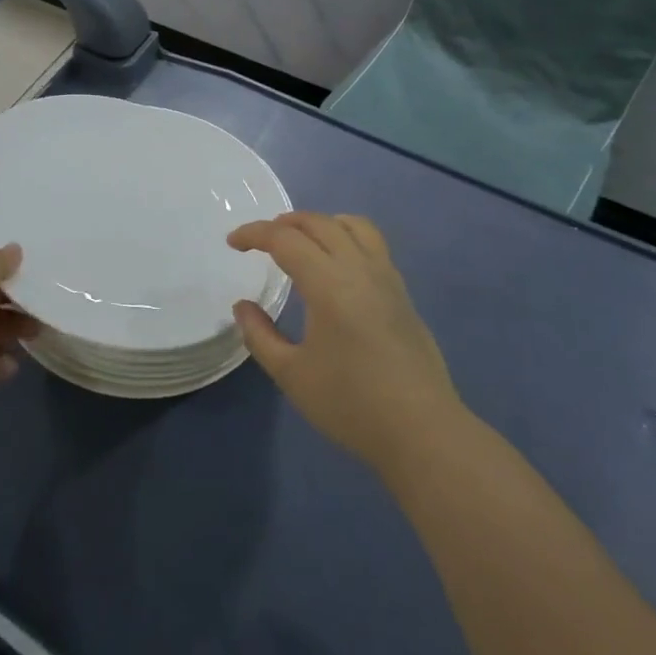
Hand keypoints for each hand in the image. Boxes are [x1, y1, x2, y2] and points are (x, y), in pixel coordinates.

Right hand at [229, 213, 464, 475]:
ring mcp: (386, 277)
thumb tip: (242, 306)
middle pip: (318, 223)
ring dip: (319, 223)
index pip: (285, 238)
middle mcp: (359, 268)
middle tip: (259, 241)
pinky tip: (336, 265)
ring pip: (352, 225)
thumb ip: (260, 335)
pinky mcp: (402, 292)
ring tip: (300, 241)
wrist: (423, 431)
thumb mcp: (292, 375)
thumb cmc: (351, 404)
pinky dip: (345, 236)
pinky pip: (372, 243)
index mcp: (328, 283)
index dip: (254, 233)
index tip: (232, 243)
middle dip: (283, 223)